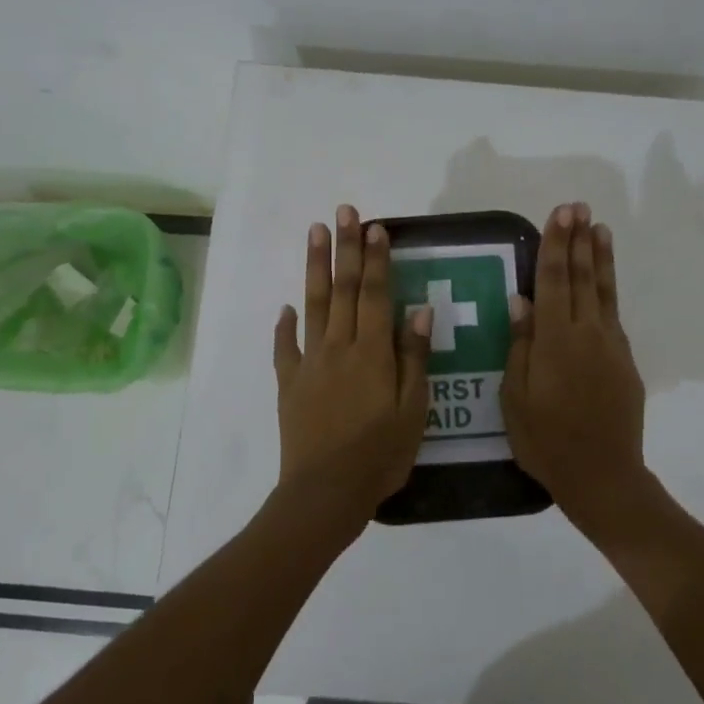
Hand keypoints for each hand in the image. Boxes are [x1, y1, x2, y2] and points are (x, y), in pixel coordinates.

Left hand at [272, 205, 433, 524]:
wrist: (325, 492)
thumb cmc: (379, 454)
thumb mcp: (413, 410)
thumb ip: (414, 358)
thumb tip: (418, 310)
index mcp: (373, 353)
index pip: (374, 294)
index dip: (376, 259)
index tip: (376, 227)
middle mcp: (339, 347)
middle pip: (342, 289)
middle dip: (345, 248)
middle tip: (344, 211)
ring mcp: (310, 364)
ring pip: (312, 306)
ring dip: (314, 268)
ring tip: (315, 233)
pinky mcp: (289, 384)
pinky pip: (285, 347)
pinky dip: (284, 325)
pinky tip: (285, 307)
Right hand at [501, 202, 647, 531]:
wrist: (603, 475)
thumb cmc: (546, 441)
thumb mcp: (516, 398)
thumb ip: (521, 346)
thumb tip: (522, 300)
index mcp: (556, 341)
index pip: (555, 281)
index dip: (557, 245)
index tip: (561, 214)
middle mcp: (588, 334)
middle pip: (583, 278)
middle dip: (579, 240)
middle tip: (579, 207)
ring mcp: (611, 346)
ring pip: (604, 292)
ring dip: (601, 258)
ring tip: (601, 228)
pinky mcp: (624, 361)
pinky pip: (612, 315)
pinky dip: (608, 290)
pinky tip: (603, 280)